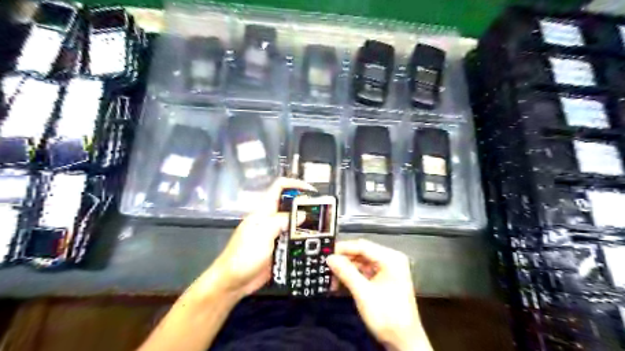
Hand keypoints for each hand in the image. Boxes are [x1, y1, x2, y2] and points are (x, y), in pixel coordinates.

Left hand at [207, 180, 315, 299]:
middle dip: (305, 205)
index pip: (279, 187)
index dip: (295, 184)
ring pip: (293, 223)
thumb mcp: (263, 234)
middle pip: (290, 205)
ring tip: (323, 228)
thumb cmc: (244, 255)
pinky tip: (314, 243)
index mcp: (264, 211)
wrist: (232, 282)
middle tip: (323, 212)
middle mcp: (270, 219)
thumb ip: (282, 221)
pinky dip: (304, 239)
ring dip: (307, 224)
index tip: (312, 191)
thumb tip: (303, 214)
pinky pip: (293, 239)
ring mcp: (275, 235)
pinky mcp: (278, 248)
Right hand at [324, 239, 432, 350]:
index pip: (363, 246)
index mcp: (391, 258)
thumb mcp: (364, 293)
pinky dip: (352, 276)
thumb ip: (346, 273)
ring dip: (346, 270)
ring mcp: (387, 269)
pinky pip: (364, 272)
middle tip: (326, 267)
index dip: (343, 248)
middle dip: (344, 261)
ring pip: (361, 263)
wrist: (404, 342)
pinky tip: (339, 282)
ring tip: (330, 277)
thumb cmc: (387, 315)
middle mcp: (390, 259)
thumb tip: (330, 258)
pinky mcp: (383, 279)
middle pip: (362, 253)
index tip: (326, 253)